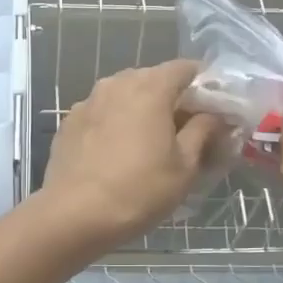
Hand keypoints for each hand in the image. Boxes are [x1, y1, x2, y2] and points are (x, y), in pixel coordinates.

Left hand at [38, 60, 223, 251]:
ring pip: (123, 94)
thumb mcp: (184, 166)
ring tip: (148, 140)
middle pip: (152, 79)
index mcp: (150, 88)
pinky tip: (117, 151)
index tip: (212, 106)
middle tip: (183, 128)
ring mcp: (88, 101)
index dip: (202, 83)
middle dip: (171, 97)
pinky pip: (102, 112)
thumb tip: (213, 115)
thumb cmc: (139, 190)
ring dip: (140, 109)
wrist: (74, 215)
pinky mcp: (69, 122)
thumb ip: (202, 131)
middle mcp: (117, 84)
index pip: (184, 68)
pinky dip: (115, 122)